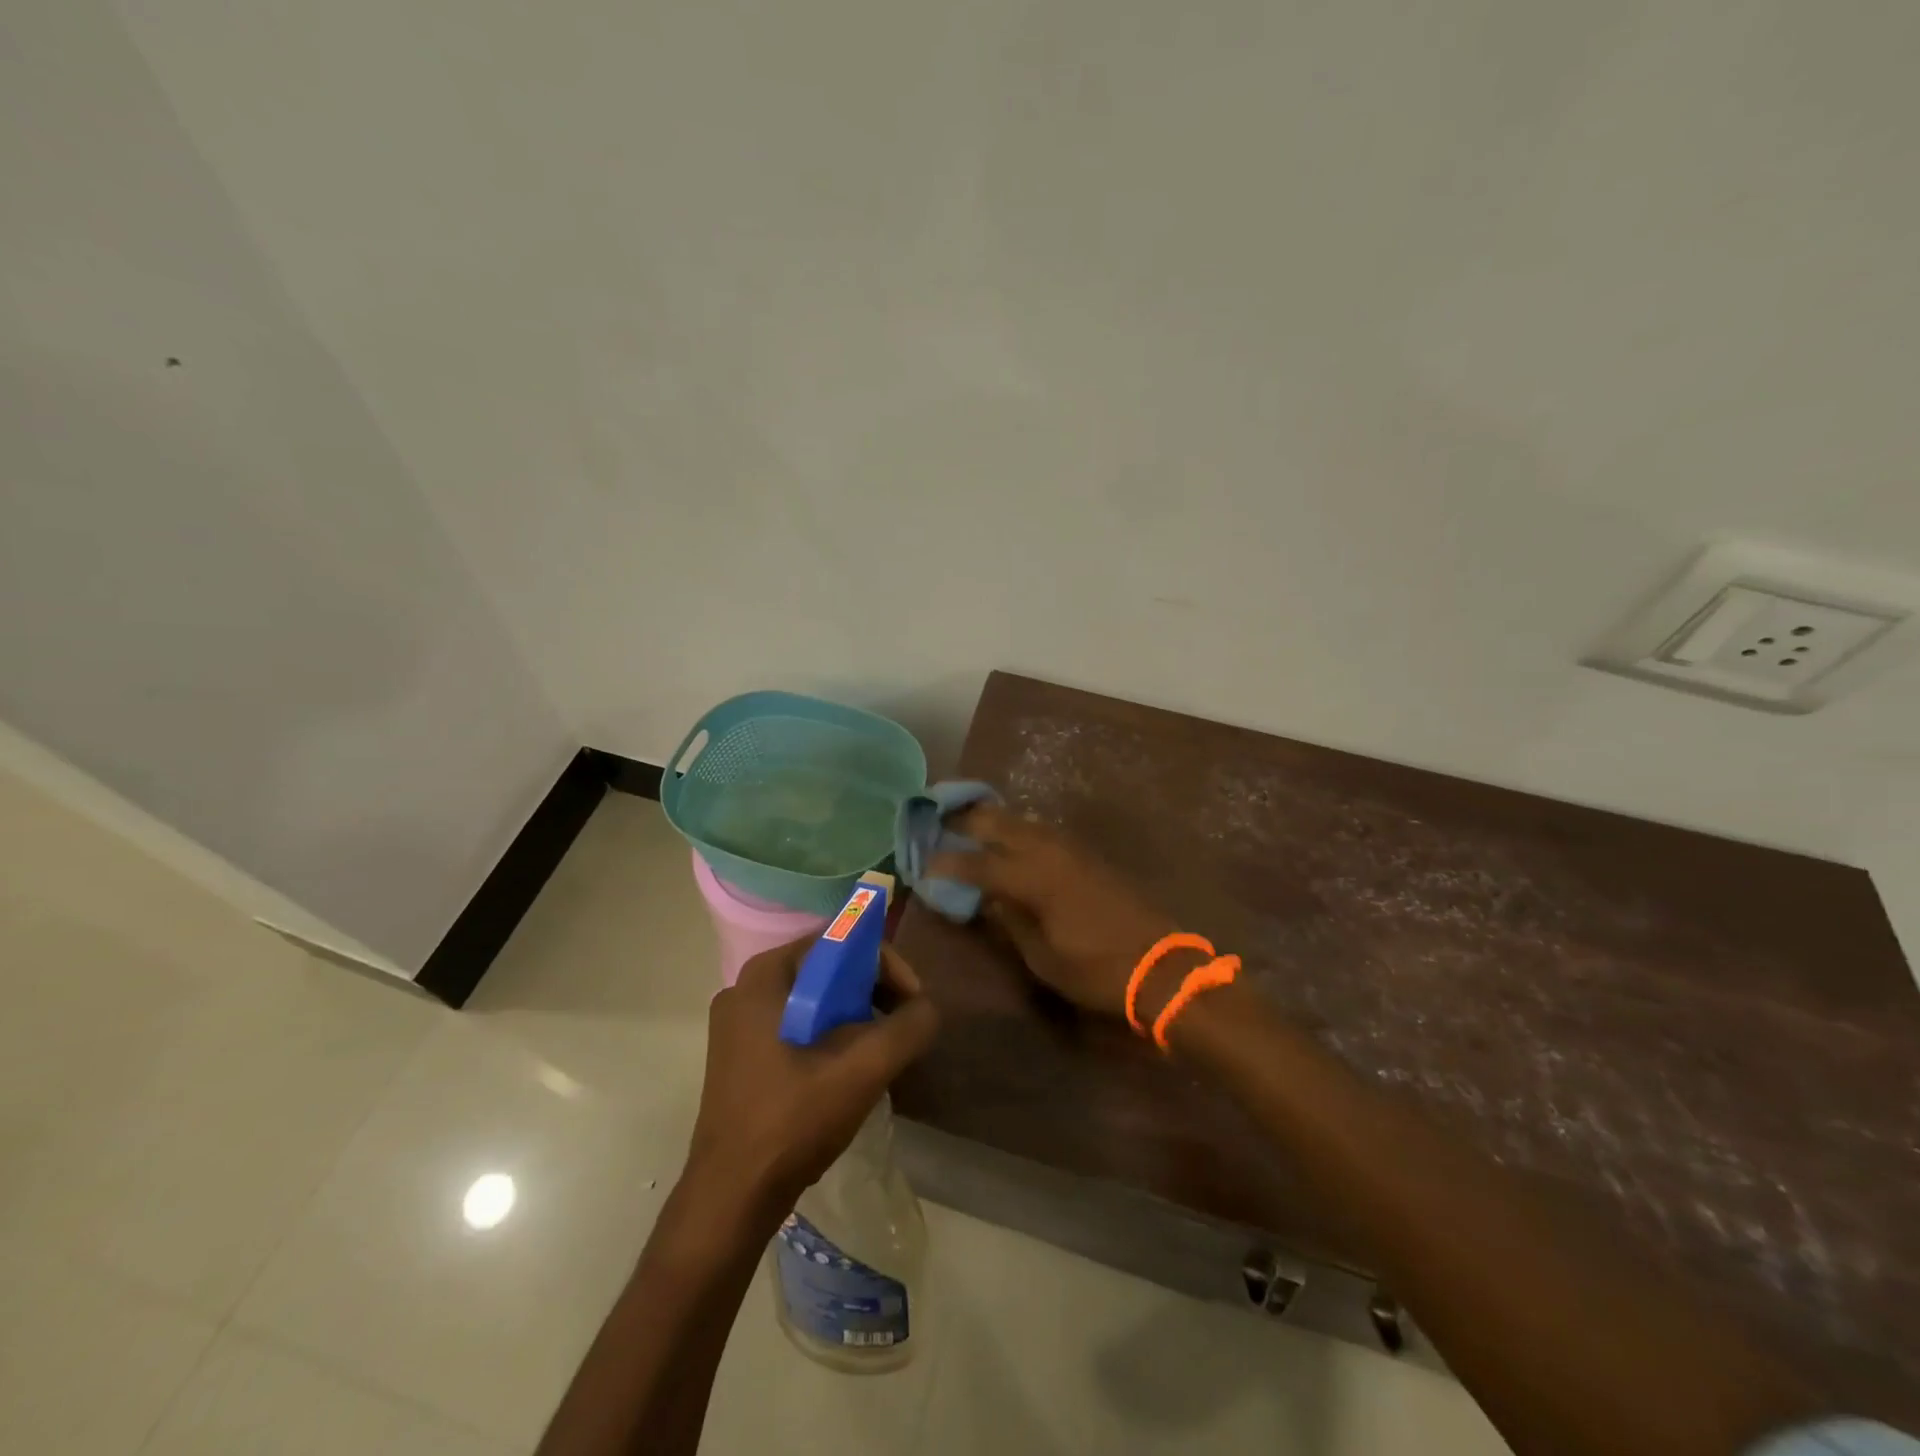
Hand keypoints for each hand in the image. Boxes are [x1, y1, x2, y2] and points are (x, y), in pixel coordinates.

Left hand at [684, 936, 938, 1226]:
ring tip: (879, 1050)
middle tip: (900, 1026)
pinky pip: (795, 1024)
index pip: (838, 941)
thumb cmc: (792, 1122)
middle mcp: (745, 988)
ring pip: (812, 999)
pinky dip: (828, 1035)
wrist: (730, 1199)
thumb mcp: (862, 1071)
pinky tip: (845, 1070)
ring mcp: (737, 1024)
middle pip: (825, 969)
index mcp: (764, 976)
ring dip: (853, 1016)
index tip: (912, 1001)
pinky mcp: (738, 1055)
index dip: (883, 964)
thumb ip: (906, 1029)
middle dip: (871, 992)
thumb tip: (927, 1008)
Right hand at [929, 805, 1179, 1019]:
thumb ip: (1010, 921)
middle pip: (998, 823)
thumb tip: (988, 898)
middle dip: (964, 820)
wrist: (1160, 964)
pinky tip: (1008, 838)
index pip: (978, 863)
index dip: (947, 863)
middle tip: (936, 819)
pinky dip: (1017, 828)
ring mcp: (1070, 847)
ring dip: (992, 819)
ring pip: (1021, 820)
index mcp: (1033, 877)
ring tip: (966, 823)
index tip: (923, 865)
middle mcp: (1048, 850)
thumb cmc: (1096, 969)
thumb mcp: (1042, 956)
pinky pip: (1041, 830)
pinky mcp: (1085, 853)